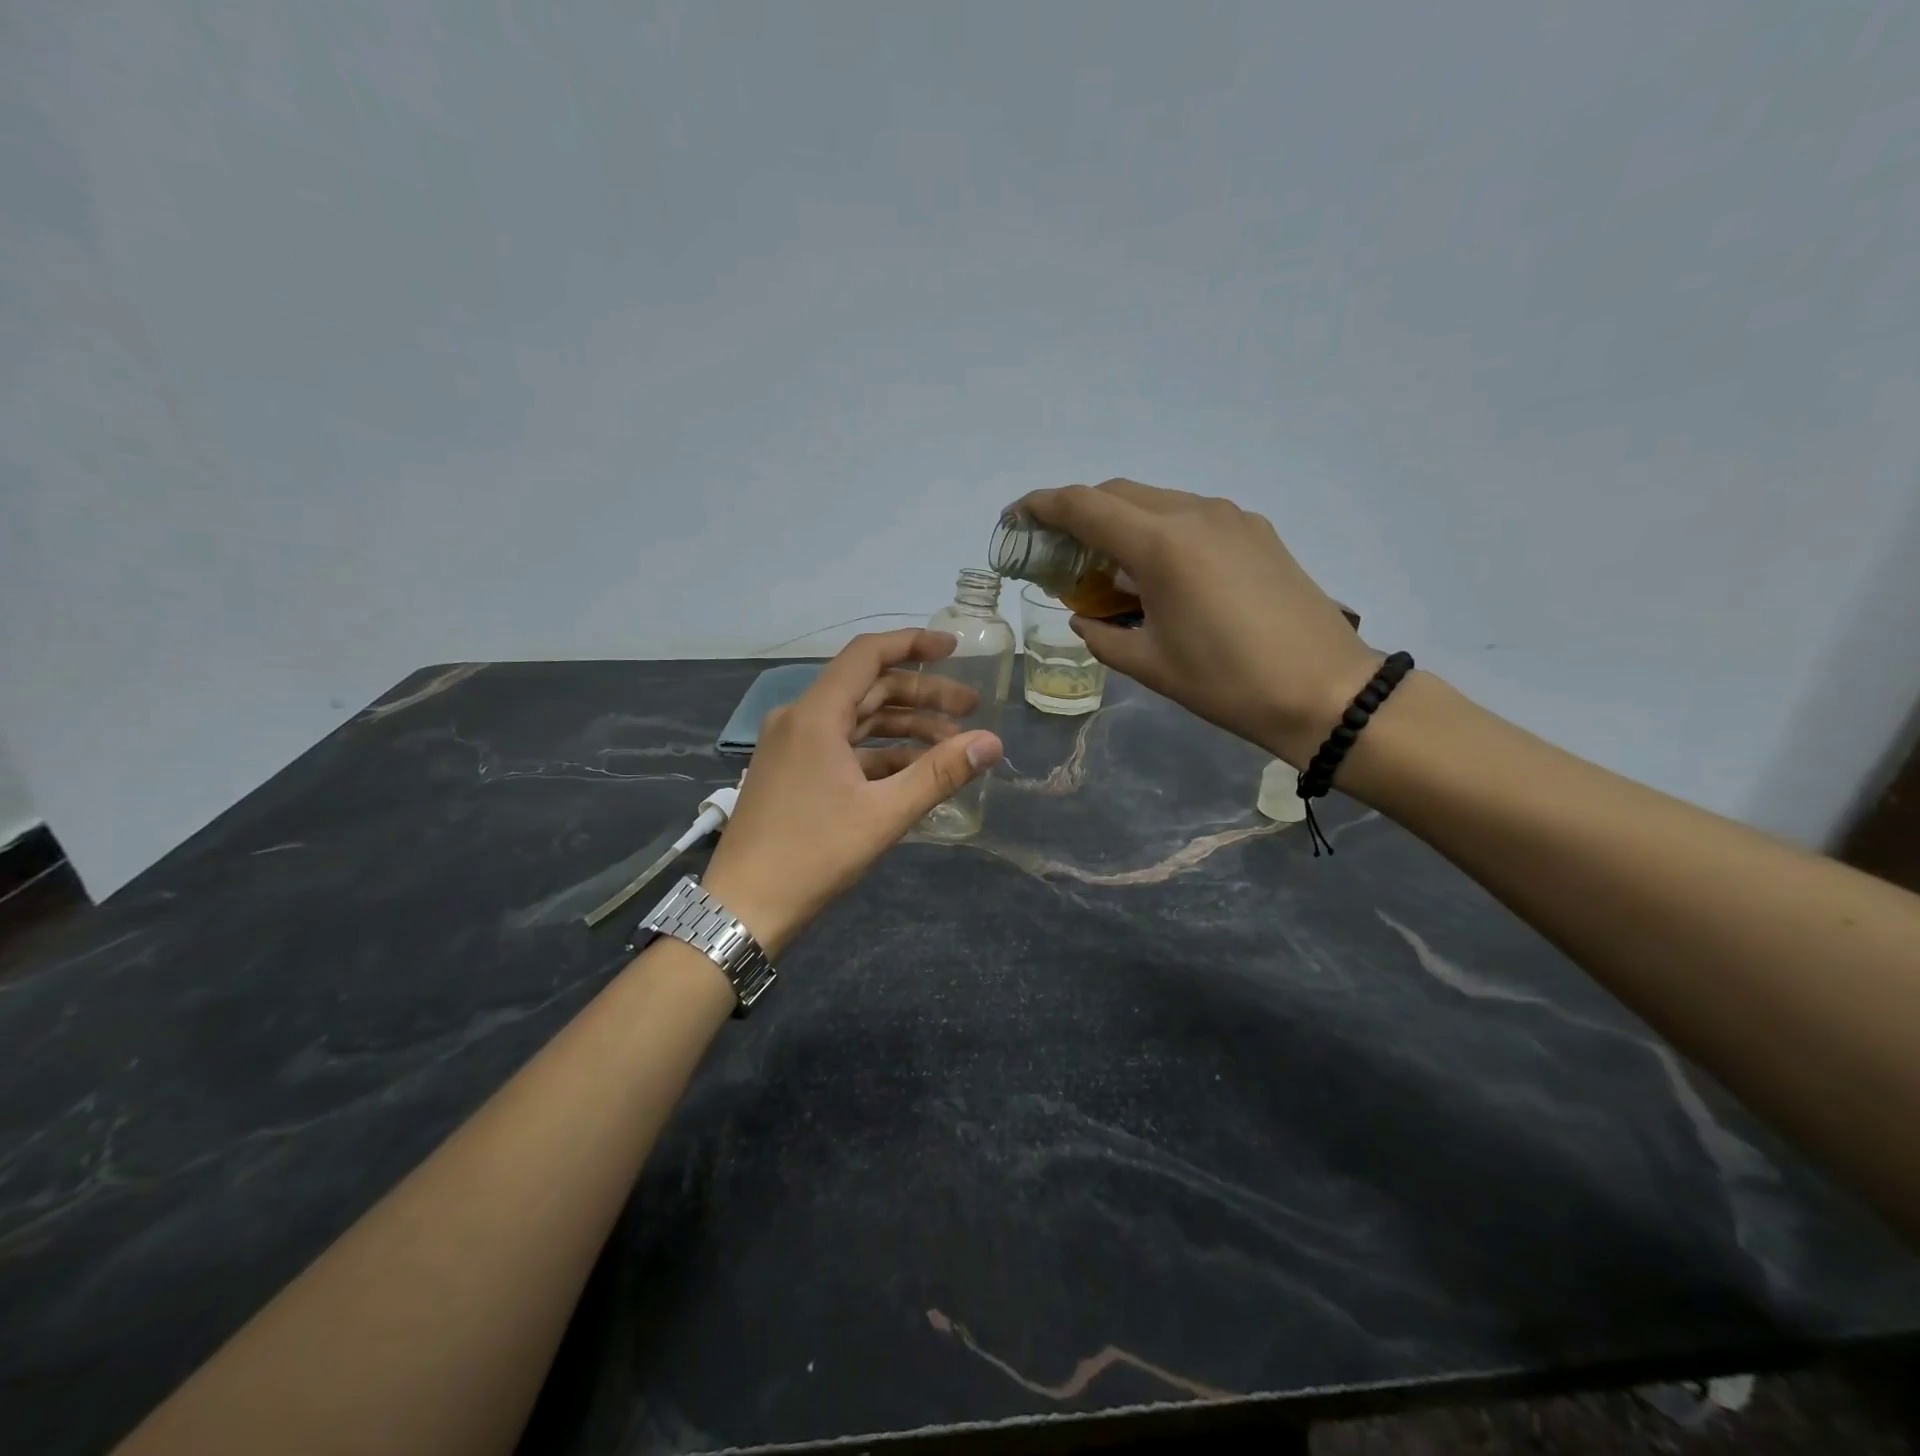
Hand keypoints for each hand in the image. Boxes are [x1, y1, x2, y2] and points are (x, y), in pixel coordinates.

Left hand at [701, 630, 1002, 954]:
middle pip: (868, 688)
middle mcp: (799, 719)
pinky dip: (880, 753)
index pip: (867, 655)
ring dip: (904, 728)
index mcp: (816, 715)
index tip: (954, 649)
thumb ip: (940, 773)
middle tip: (970, 710)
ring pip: (857, 720)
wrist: (743, 907)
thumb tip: (992, 742)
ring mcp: (792, 747)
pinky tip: (914, 772)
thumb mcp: (884, 814)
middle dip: (922, 695)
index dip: (913, 644)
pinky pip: (843, 747)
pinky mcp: (792, 772)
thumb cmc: (813, 854)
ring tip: (952, 745)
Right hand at [1016, 479, 1379, 765]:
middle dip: (1080, 513)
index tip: (1018, 517)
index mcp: (1162, 546)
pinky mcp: (1255, 530)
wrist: (1325, 691)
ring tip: (1108, 565)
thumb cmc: (1228, 684)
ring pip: (1156, 501)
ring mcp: (1230, 517)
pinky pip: (1190, 516)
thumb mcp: (1150, 665)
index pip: (1085, 506)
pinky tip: (1159, 571)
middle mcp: (1194, 514)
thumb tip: (1083, 617)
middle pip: (1119, 493)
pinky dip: (1159, 531)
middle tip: (1059, 550)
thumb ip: (1102, 635)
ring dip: (1121, 522)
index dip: (1043, 506)